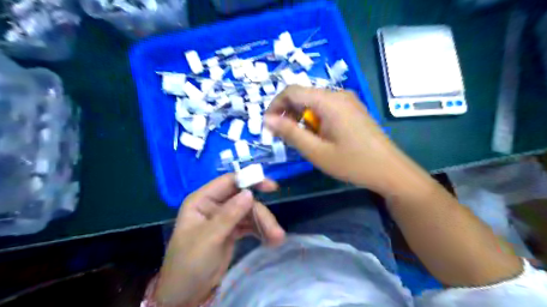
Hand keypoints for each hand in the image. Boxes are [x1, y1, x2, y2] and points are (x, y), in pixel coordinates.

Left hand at [151, 174, 283, 305]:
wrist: (185, 295)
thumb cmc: (189, 264)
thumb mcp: (208, 238)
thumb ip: (229, 215)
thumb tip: (249, 193)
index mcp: (202, 200)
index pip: (229, 182)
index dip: (250, 180)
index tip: (271, 187)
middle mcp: (214, 205)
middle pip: (244, 200)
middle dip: (261, 214)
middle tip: (276, 232)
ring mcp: (224, 218)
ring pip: (250, 213)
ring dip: (264, 224)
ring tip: (277, 239)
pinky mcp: (232, 231)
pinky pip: (250, 225)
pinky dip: (261, 231)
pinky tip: (271, 240)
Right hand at [266, 86, 405, 192]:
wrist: (389, 170)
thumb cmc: (352, 163)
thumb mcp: (316, 151)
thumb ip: (290, 133)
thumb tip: (268, 120)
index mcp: (328, 101)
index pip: (292, 91)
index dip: (275, 105)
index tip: (268, 125)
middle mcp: (338, 94)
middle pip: (303, 95)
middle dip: (288, 113)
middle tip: (283, 136)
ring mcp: (348, 100)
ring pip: (314, 101)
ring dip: (301, 117)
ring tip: (301, 139)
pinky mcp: (353, 108)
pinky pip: (326, 107)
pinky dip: (315, 118)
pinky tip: (318, 135)